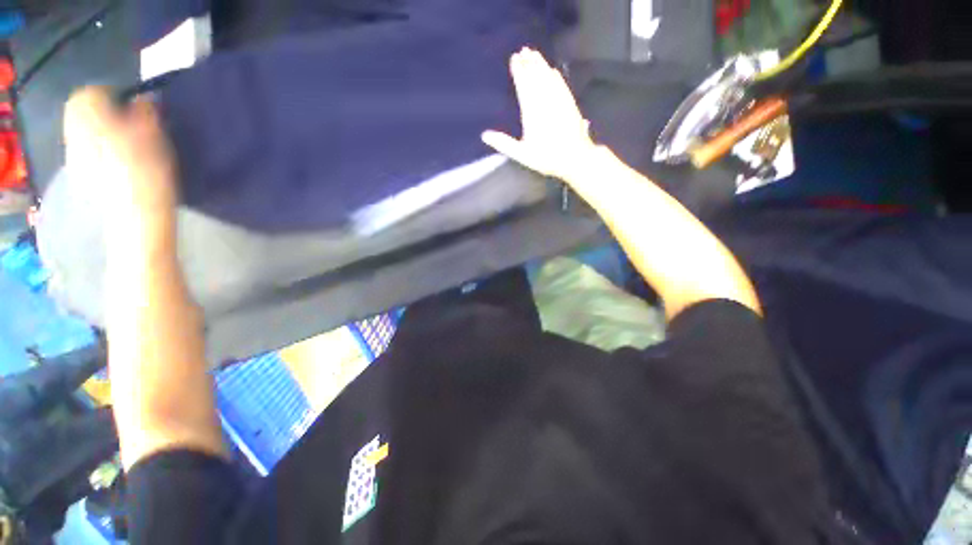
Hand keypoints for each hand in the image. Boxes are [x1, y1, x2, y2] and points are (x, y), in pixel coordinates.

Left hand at [63, 87, 177, 248]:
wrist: (135, 215)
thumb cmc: (147, 170)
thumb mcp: (155, 135)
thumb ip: (145, 111)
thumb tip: (142, 99)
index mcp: (89, 115)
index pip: (92, 92)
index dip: (112, 94)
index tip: (132, 105)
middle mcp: (74, 131)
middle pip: (82, 112)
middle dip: (102, 112)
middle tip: (127, 123)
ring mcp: (73, 155)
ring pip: (82, 132)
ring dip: (99, 131)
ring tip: (123, 144)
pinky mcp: (79, 174)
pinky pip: (84, 152)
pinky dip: (97, 150)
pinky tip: (115, 162)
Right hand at [482, 48, 597, 182]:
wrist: (574, 158)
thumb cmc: (546, 158)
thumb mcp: (522, 154)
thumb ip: (504, 143)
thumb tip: (485, 135)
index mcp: (531, 112)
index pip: (524, 86)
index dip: (519, 71)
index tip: (514, 59)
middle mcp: (545, 102)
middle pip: (536, 77)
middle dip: (529, 63)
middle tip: (524, 50)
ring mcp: (559, 101)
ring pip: (549, 78)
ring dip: (541, 65)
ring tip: (535, 54)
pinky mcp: (570, 104)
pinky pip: (561, 85)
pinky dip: (556, 76)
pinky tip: (554, 71)